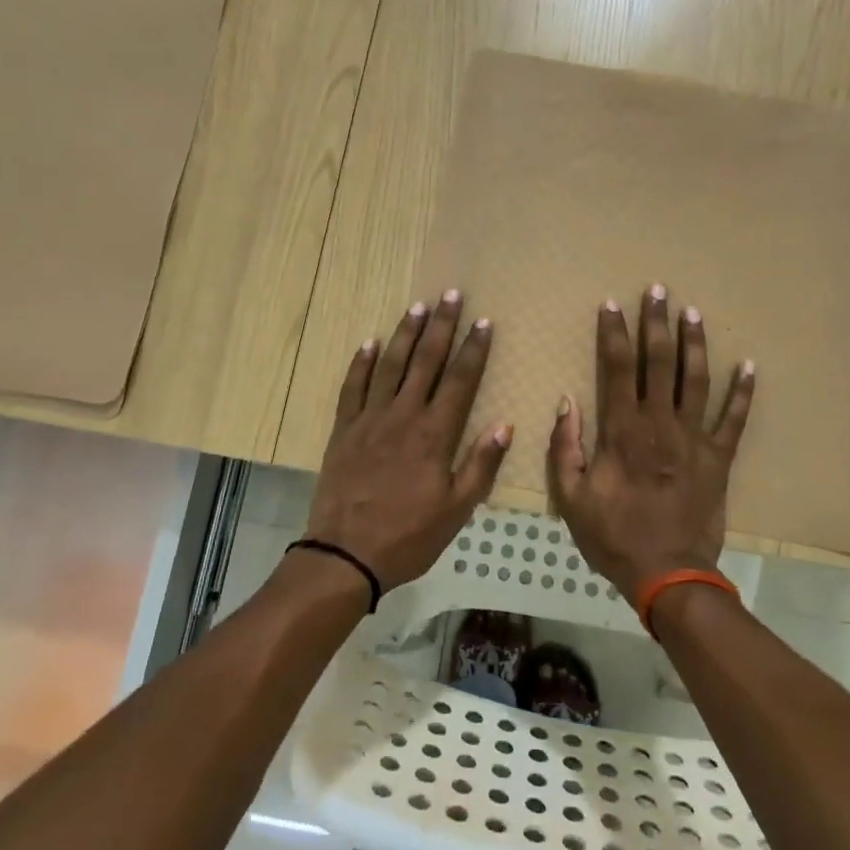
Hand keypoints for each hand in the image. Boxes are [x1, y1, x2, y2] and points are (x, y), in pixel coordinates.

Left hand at [305, 291, 511, 589]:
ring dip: (405, 334)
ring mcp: (369, 419)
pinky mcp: (344, 430)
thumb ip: (481, 465)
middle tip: (451, 294)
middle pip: (425, 361)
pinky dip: (361, 363)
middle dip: (441, 326)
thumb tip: (505, 425)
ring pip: (390, 365)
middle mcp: (403, 416)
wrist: (345, 554)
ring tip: (418, 306)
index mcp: (435, 434)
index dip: (473, 349)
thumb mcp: (457, 510)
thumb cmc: (409, 536)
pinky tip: (369, 342)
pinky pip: (353, 387)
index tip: (483, 321)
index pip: (460, 380)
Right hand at [546, 285, 754, 601]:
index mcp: (623, 431)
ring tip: (693, 313)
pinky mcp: (720, 458)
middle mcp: (661, 424)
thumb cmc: (614, 536)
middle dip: (656, 323)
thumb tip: (567, 402)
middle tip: (658, 290)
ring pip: (696, 380)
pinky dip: (743, 392)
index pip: (617, 368)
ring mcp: (695, 439)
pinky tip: (749, 366)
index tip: (611, 304)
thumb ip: (566, 448)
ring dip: (695, 344)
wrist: (668, 574)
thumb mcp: (572, 497)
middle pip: (659, 362)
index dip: (614, 333)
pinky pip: (734, 419)